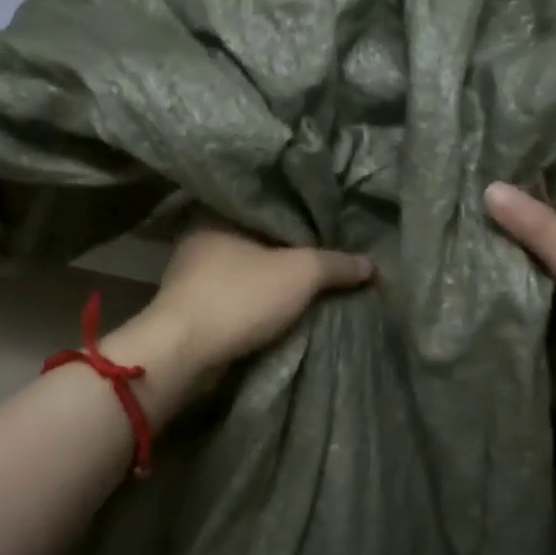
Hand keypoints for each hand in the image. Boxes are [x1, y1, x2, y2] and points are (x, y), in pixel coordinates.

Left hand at [101, 224, 373, 419]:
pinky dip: (257, 299)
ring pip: (244, 267)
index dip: (296, 209)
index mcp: (217, 214)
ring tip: (309, 278)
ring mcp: (192, 275)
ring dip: (270, 276)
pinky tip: (282, 303)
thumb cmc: (239, 297)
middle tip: (323, 249)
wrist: (185, 353)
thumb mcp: (300, 274)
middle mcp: (199, 238)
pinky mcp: (192, 308)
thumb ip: (336, 264)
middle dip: (285, 246)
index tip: (323, 218)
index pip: (263, 201)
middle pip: (255, 236)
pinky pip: (236, 295)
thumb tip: (370, 264)